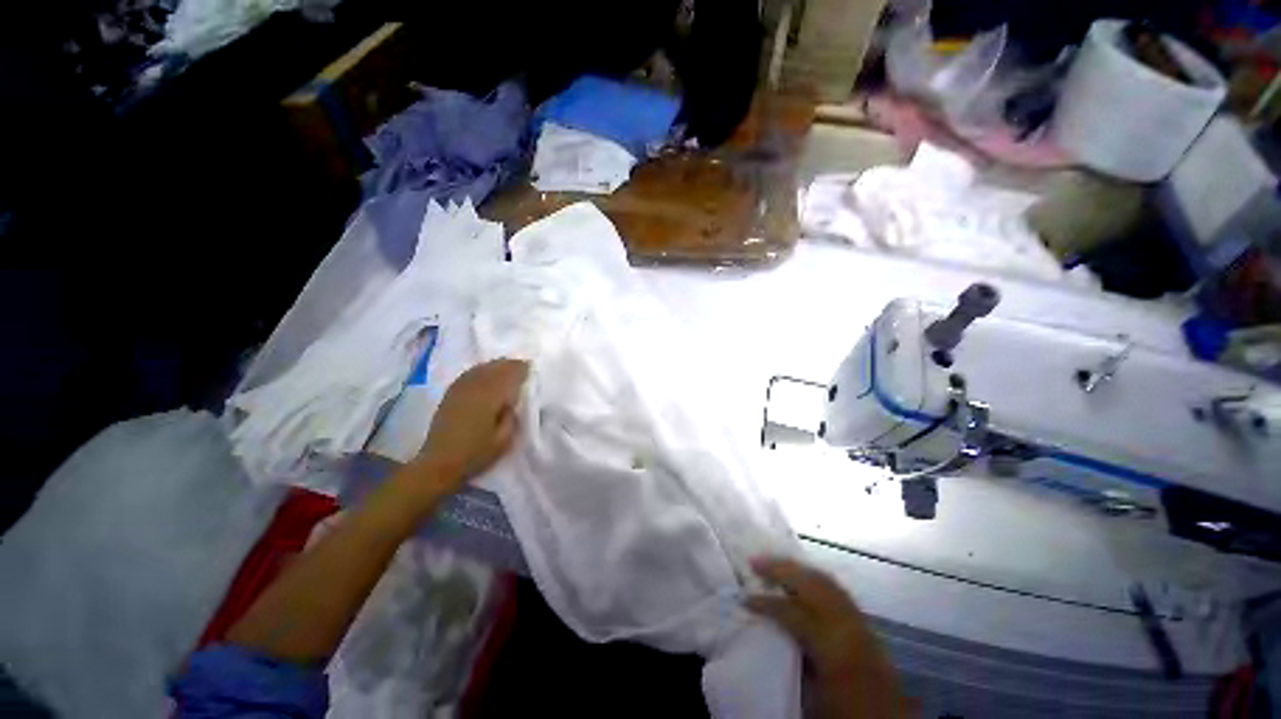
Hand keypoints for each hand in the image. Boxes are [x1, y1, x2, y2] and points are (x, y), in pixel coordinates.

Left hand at [411, 359, 528, 491]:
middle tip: (522, 367)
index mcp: (489, 397)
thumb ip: (511, 416)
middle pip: (495, 367)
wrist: (438, 463)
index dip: (521, 369)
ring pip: (482, 367)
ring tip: (506, 367)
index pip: (509, 374)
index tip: (531, 368)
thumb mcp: (504, 440)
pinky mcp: (450, 393)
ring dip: (496, 365)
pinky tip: (486, 373)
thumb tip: (512, 401)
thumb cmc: (475, 454)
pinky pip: (470, 373)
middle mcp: (474, 387)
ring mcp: (460, 388)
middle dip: (510, 364)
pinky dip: (481, 370)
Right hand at [747, 557, 910, 718]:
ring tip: (774, 564)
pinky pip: (837, 589)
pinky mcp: (865, 622)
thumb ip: (793, 655)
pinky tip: (802, 577)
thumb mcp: (812, 694)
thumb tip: (769, 629)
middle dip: (782, 569)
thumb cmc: (845, 709)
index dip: (765, 603)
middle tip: (755, 561)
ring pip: (826, 581)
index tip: (744, 599)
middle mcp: (848, 625)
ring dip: (797, 569)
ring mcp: (860, 619)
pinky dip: (815, 578)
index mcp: (832, 646)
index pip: (792, 613)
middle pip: (812, 584)